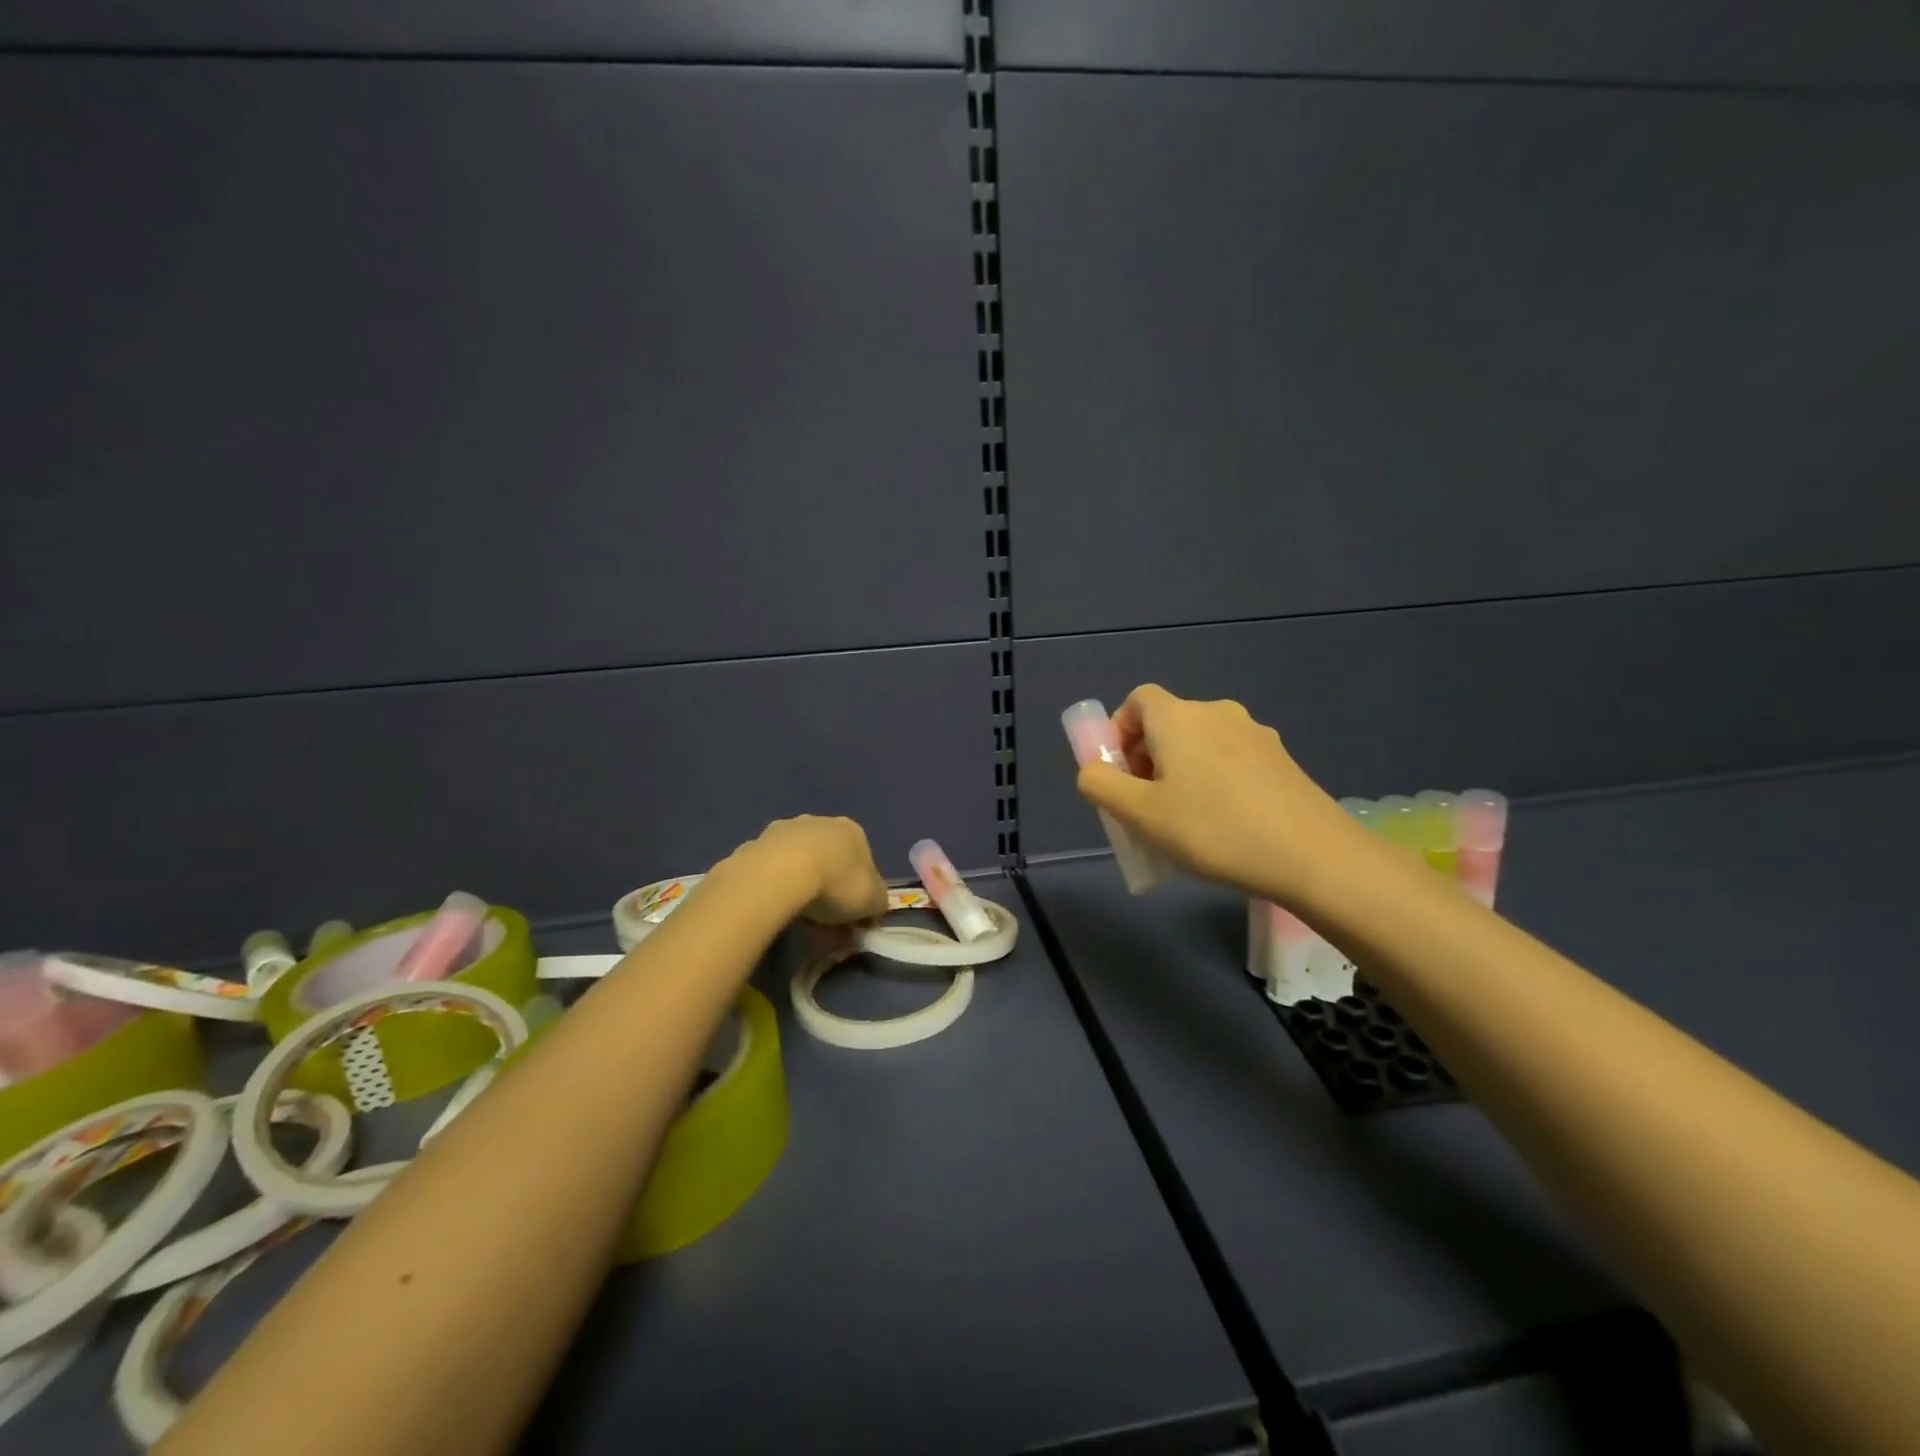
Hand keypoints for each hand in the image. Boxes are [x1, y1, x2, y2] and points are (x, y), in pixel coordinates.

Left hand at [732, 815, 888, 925]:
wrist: (780, 875)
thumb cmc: (836, 883)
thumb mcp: (873, 900)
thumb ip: (878, 902)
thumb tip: (873, 908)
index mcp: (852, 830)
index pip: (862, 859)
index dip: (859, 888)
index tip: (852, 914)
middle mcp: (819, 821)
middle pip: (828, 856)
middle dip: (828, 882)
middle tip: (823, 917)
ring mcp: (784, 829)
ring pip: (797, 859)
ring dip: (799, 881)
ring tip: (795, 914)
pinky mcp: (754, 843)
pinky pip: (770, 868)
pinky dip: (773, 884)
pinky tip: (772, 904)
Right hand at [1074, 684, 1356, 902]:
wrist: (1313, 855)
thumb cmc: (1213, 830)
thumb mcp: (1139, 814)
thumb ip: (1100, 785)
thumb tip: (1093, 771)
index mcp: (1178, 718)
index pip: (1137, 700)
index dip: (1119, 730)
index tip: (1119, 773)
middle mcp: (1216, 713)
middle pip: (1168, 723)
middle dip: (1147, 757)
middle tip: (1146, 805)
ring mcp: (1255, 734)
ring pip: (1201, 743)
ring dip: (1181, 770)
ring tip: (1185, 820)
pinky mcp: (1282, 759)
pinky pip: (1231, 759)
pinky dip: (1215, 780)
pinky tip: (1226, 824)